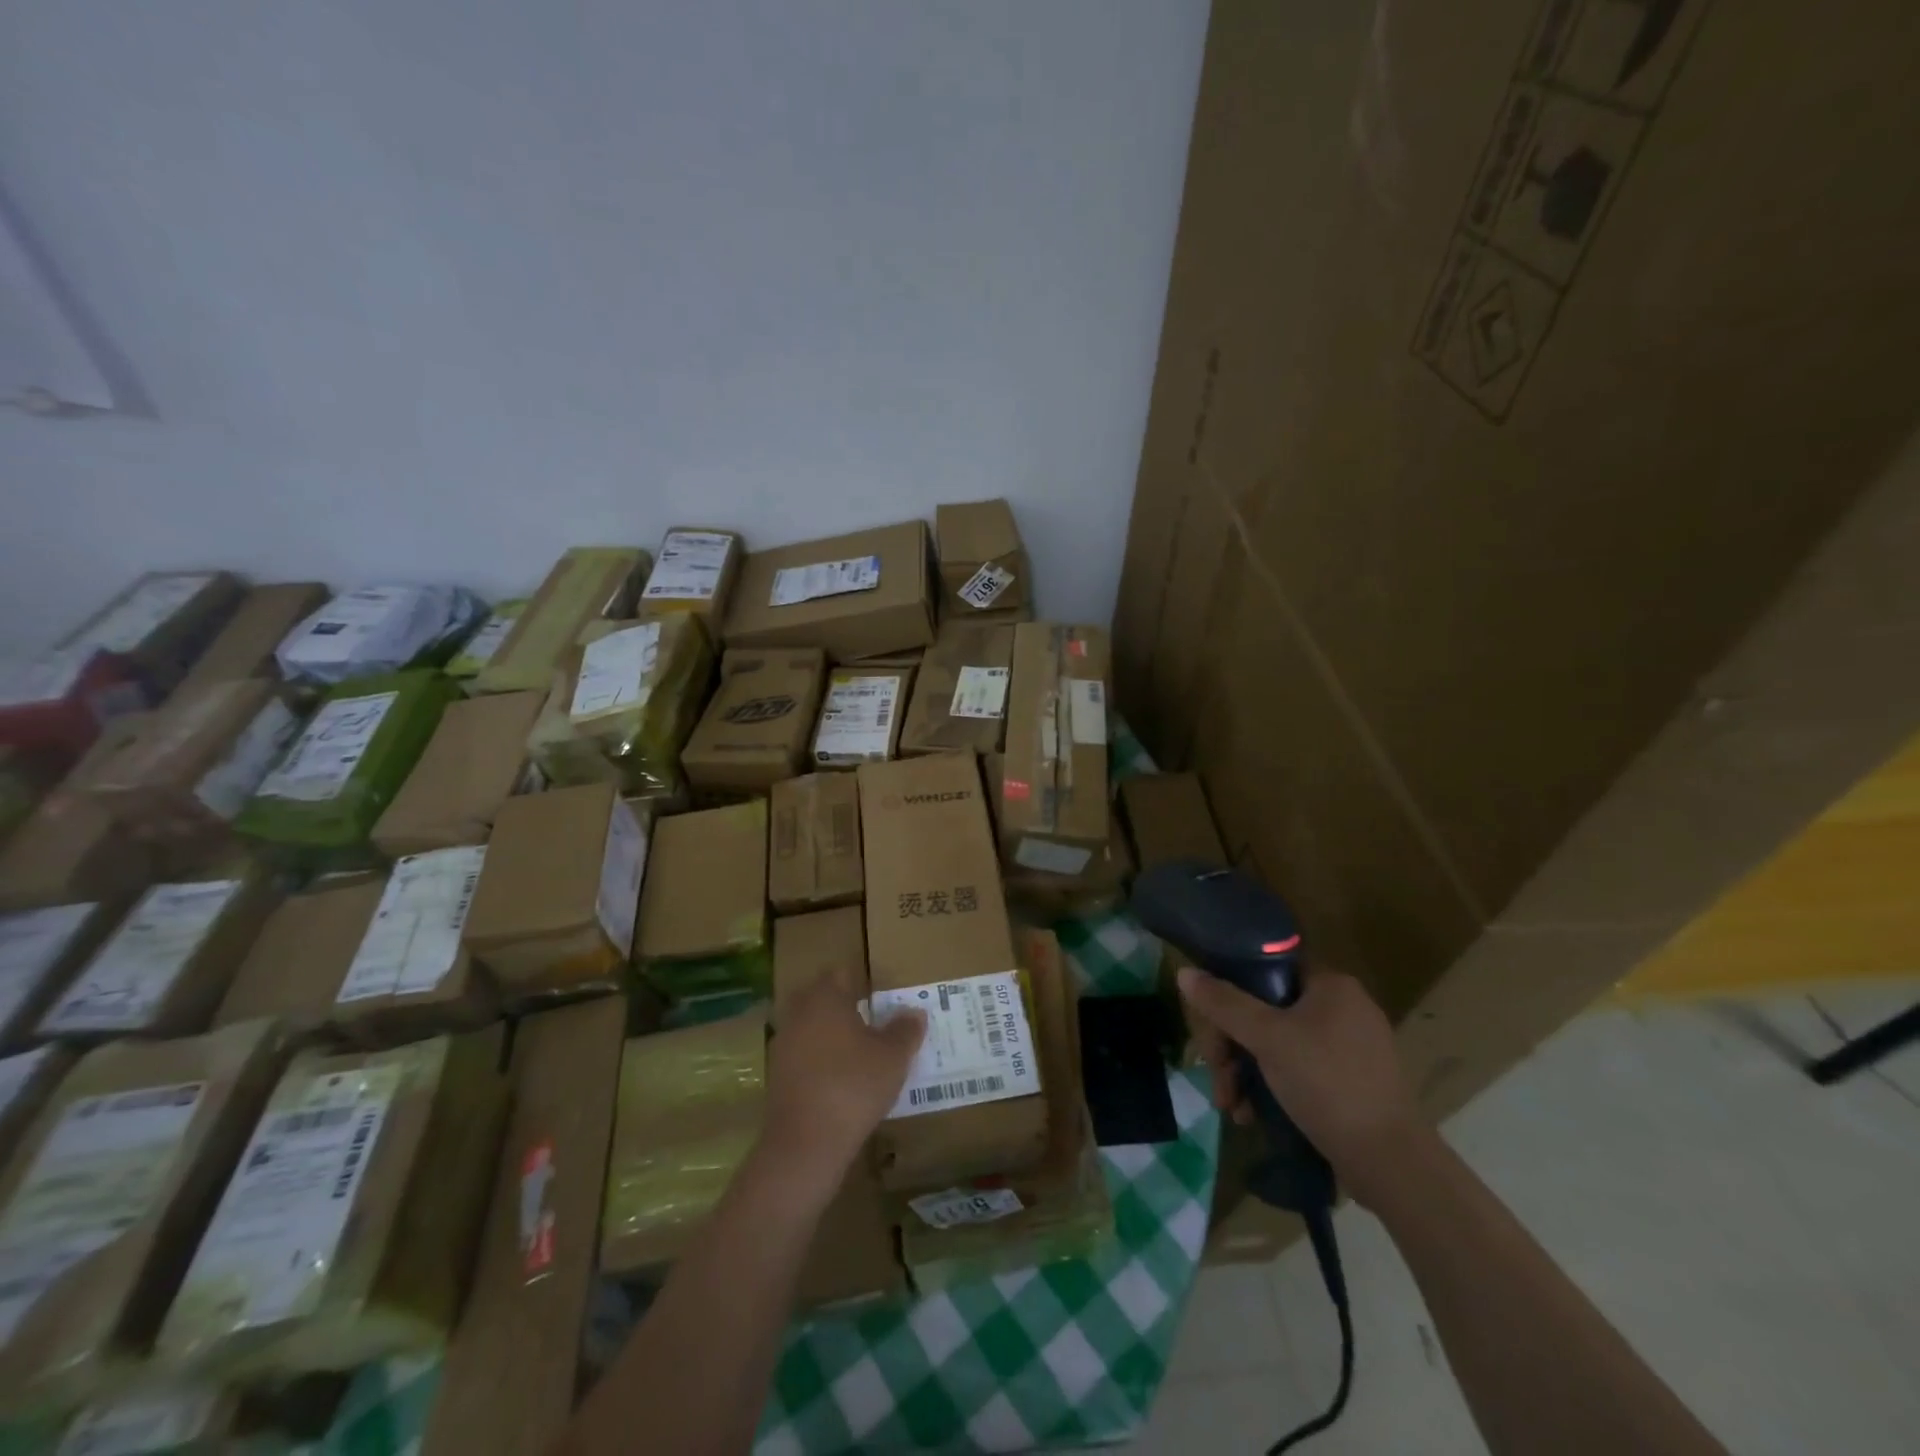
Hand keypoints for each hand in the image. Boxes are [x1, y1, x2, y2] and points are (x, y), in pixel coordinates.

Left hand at [761, 969, 925, 1192]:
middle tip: (872, 1019)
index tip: (881, 994)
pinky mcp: (777, 1075)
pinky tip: (839, 1078)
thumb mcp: (893, 1057)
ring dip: (830, 1033)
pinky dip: (819, 1059)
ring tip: (859, 1051)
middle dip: (843, 1005)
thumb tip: (915, 1012)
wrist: (805, 1143)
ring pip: (810, 1026)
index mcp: (825, 998)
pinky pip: (802, 1054)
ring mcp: (783, 1044)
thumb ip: (905, 1030)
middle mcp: (799, 1013)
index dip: (862, 980)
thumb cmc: (854, 1085)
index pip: (840, 973)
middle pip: (821, 997)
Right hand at [1177, 964, 1429, 1206]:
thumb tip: (1184, 972)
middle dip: (1232, 1047)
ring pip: (1277, 1044)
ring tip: (1231, 1106)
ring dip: (1245, 1072)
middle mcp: (1343, 1008)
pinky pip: (1298, 1069)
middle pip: (1265, 1012)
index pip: (1264, 971)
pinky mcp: (1352, 1082)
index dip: (1228, 995)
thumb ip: (1224, 1003)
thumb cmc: (1327, 1085)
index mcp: (1330, 985)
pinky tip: (1253, 1115)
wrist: (1392, 1164)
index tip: (1210, 1030)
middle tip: (1218, 1079)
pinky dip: (1272, 1088)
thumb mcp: (1267, 1039)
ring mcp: (1350, 1047)